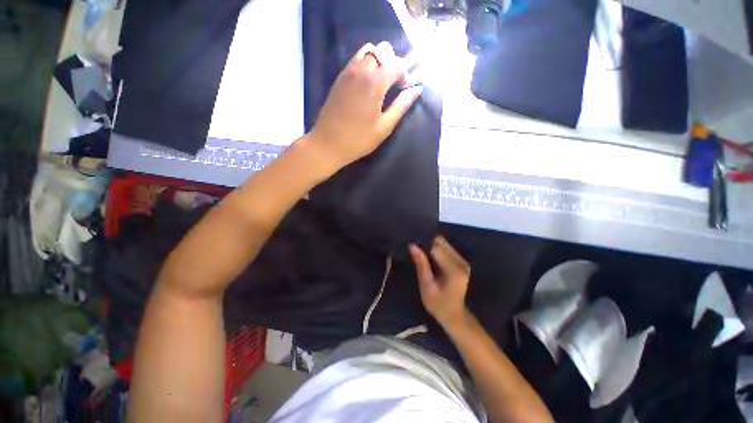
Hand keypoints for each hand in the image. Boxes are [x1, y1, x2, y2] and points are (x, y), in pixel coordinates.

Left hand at [309, 41, 423, 171]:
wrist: (328, 143)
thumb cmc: (359, 139)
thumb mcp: (384, 127)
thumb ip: (401, 106)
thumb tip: (418, 89)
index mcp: (375, 83)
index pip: (397, 63)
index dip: (405, 74)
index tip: (403, 90)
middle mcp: (361, 70)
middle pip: (383, 50)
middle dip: (393, 63)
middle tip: (392, 85)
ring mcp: (348, 71)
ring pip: (368, 51)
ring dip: (379, 60)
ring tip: (380, 82)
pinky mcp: (339, 77)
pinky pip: (355, 59)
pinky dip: (366, 63)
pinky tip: (366, 84)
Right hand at [409, 237, 470, 327]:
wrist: (454, 315)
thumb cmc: (438, 304)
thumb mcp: (426, 286)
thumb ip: (421, 265)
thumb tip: (412, 245)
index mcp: (454, 271)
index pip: (436, 248)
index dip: (424, 247)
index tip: (414, 252)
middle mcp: (462, 262)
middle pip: (441, 243)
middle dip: (428, 245)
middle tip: (419, 256)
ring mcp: (463, 261)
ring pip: (444, 243)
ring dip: (432, 247)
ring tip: (424, 259)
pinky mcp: (462, 261)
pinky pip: (447, 248)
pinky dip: (437, 251)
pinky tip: (432, 261)